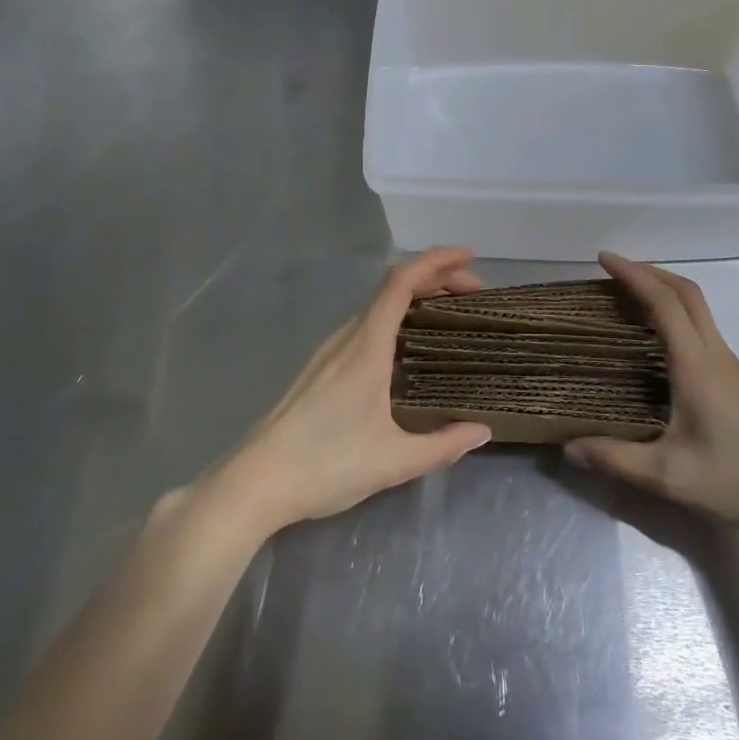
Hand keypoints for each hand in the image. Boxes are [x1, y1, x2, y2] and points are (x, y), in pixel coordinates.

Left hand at [215, 247, 492, 536]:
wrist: (256, 482)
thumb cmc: (325, 466)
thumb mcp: (394, 462)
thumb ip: (443, 446)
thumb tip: (482, 431)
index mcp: (366, 348)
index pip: (402, 283)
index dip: (436, 261)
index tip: (469, 257)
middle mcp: (346, 338)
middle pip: (392, 288)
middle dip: (435, 279)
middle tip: (471, 294)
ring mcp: (329, 351)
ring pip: (376, 307)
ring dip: (414, 299)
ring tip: (445, 316)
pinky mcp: (319, 367)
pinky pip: (364, 326)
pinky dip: (394, 319)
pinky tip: (405, 349)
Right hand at [566, 253, 738, 550]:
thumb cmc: (736, 483)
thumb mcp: (668, 476)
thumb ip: (614, 459)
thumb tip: (568, 446)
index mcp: (696, 365)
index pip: (664, 302)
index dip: (633, 275)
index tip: (603, 259)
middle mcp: (715, 354)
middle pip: (686, 292)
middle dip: (650, 272)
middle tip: (613, 271)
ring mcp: (730, 365)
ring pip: (697, 308)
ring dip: (665, 290)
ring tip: (628, 297)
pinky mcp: (736, 380)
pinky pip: (701, 328)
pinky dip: (676, 313)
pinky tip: (657, 339)